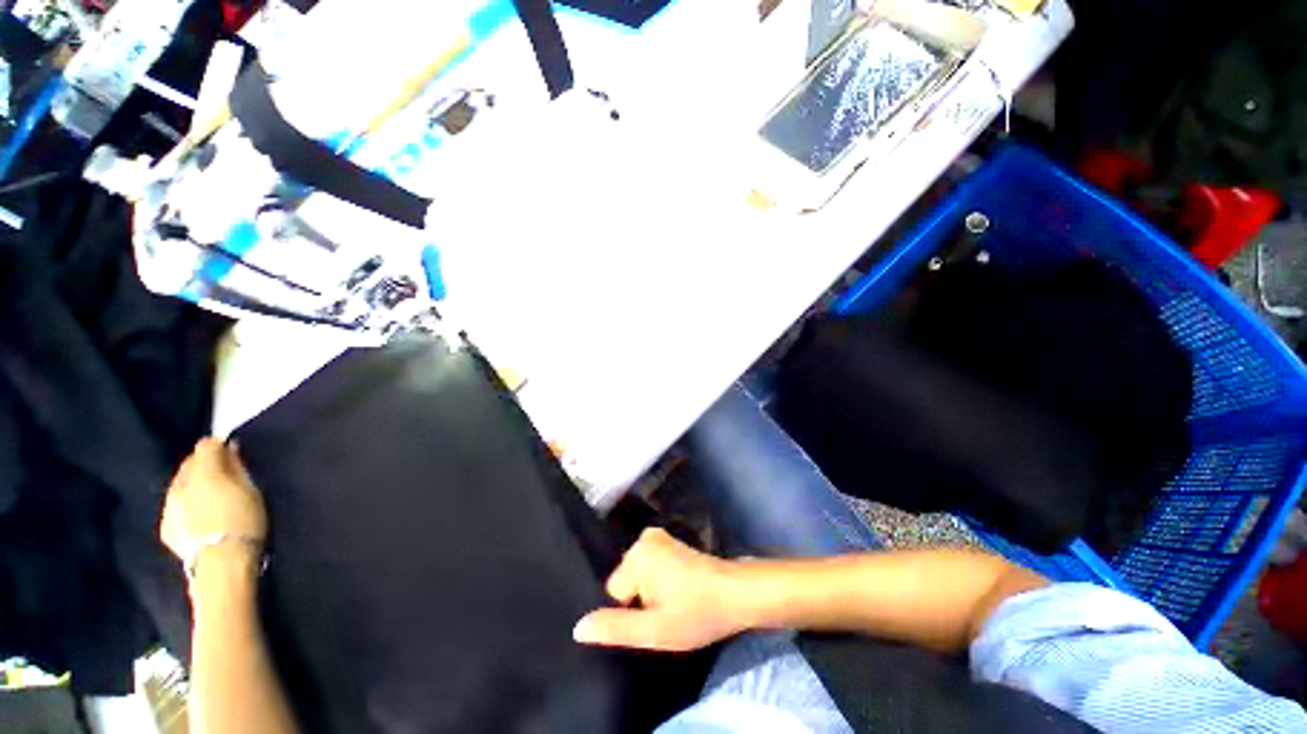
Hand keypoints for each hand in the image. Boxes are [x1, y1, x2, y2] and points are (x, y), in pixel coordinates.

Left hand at [161, 438, 267, 563]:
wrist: (222, 563)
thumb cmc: (244, 521)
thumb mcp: (251, 490)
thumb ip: (238, 468)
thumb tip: (230, 449)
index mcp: (203, 471)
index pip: (205, 445)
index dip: (220, 446)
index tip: (233, 453)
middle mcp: (179, 484)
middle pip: (189, 464)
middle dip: (203, 465)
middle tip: (223, 474)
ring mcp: (169, 506)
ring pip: (180, 485)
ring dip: (193, 485)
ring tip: (211, 496)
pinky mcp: (166, 527)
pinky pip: (175, 506)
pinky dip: (186, 505)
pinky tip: (199, 516)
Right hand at [573, 528, 744, 651]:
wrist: (738, 594)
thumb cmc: (697, 612)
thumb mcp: (655, 630)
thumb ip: (616, 628)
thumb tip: (577, 627)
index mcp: (637, 554)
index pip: (614, 593)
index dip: (633, 612)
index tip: (657, 617)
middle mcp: (644, 539)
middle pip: (626, 582)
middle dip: (641, 601)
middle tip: (668, 612)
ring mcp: (658, 537)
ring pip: (638, 576)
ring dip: (651, 593)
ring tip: (676, 602)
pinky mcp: (670, 542)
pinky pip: (650, 567)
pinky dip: (659, 582)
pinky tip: (678, 592)